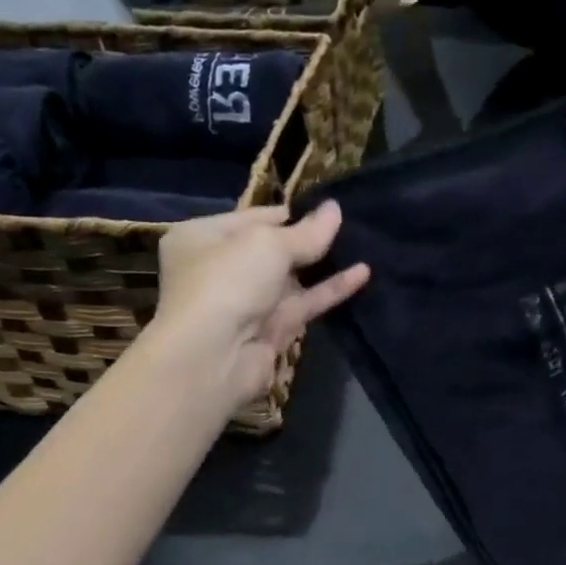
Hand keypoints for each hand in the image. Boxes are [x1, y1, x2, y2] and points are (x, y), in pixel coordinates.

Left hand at [148, 205, 369, 408]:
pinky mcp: (271, 331)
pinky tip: (362, 273)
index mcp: (203, 238)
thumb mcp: (267, 244)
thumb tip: (335, 209)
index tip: (325, 208)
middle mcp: (221, 270)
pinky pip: (305, 304)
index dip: (288, 213)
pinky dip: (330, 290)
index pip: (251, 218)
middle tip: (348, 224)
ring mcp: (247, 303)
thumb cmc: (227, 281)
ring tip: (360, 245)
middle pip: (271, 250)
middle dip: (307, 239)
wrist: (213, 356)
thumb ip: (306, 232)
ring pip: (291, 280)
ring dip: (323, 264)